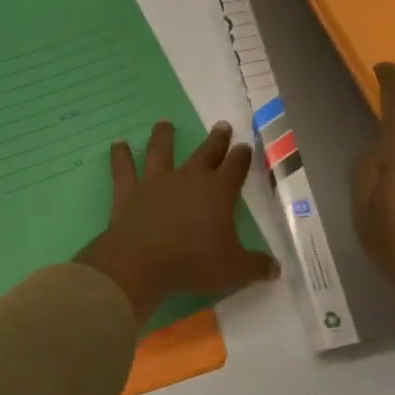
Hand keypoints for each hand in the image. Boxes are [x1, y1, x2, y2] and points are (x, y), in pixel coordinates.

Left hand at [77, 121, 278, 321]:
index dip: (242, 157)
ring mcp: (156, 181)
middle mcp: (188, 178)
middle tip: (222, 125)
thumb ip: (256, 266)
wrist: (140, 262)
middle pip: (205, 153)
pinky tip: (118, 144)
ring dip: (163, 136)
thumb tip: (276, 268)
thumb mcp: (234, 270)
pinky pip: (124, 168)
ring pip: (161, 151)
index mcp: (218, 192)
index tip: (244, 147)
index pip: (235, 168)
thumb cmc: (192, 263)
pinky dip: (120, 155)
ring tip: (164, 124)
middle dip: (216, 140)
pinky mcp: (129, 191)